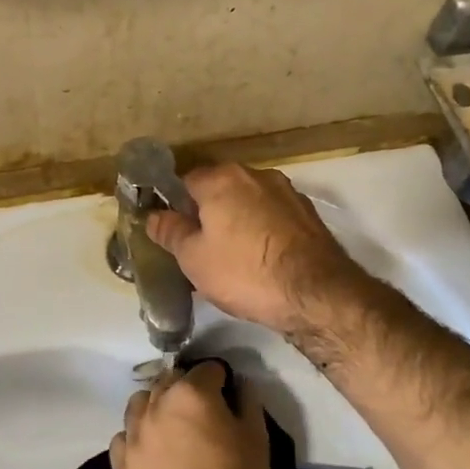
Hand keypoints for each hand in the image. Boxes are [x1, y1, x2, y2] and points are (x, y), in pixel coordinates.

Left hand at [110, 361, 269, 468]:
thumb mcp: (257, 439)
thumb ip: (248, 401)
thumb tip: (240, 383)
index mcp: (191, 393)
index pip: (208, 368)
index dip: (221, 380)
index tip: (228, 395)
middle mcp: (157, 403)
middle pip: (170, 379)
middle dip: (187, 388)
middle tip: (201, 413)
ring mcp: (134, 433)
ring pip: (141, 402)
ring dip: (156, 406)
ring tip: (171, 427)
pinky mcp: (120, 463)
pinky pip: (123, 436)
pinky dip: (136, 437)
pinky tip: (150, 451)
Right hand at [146, 163, 372, 336]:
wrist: (316, 293)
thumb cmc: (245, 272)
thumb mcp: (194, 258)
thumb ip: (170, 232)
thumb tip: (153, 215)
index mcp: (222, 178)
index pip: (185, 181)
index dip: (174, 206)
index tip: (172, 232)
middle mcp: (256, 174)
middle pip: (219, 190)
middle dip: (207, 214)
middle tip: (199, 249)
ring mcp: (287, 192)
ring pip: (248, 203)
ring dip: (237, 222)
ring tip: (231, 259)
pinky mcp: (308, 214)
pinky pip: (272, 217)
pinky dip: (263, 231)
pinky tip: (261, 260)